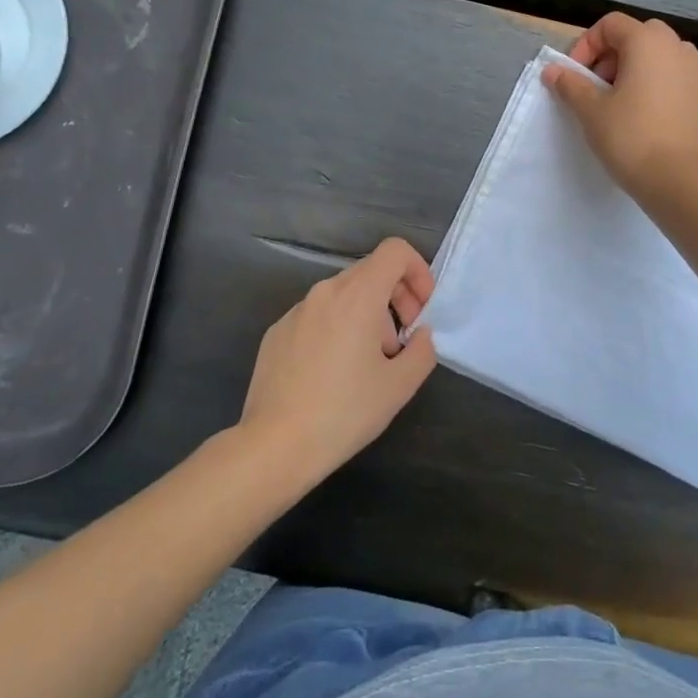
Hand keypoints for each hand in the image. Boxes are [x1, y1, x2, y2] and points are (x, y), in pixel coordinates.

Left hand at [237, 237, 438, 485]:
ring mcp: (296, 311)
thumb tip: (420, 335)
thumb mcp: (400, 385)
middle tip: (402, 342)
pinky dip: (337, 329)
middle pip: (371, 272)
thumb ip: (423, 350)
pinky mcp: (277, 332)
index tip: (422, 310)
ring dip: (368, 317)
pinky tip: (333, 375)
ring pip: (344, 296)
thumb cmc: (344, 412)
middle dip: (396, 299)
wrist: (274, 446)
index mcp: (357, 295)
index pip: (395, 251)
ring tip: (368, 364)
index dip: (418, 271)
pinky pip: (318, 316)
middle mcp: (325, 292)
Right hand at [542, 13, 697, 205]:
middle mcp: (680, 49)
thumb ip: (571, 85)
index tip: (576, 76)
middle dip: (617, 56)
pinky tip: (694, 93)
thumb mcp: (591, 111)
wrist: (677, 182)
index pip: (611, 25)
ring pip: (675, 56)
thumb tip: (553, 70)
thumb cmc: (629, 139)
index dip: (587, 45)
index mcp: (647, 42)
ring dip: (652, 68)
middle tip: (600, 89)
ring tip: (634, 99)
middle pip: (643, 36)